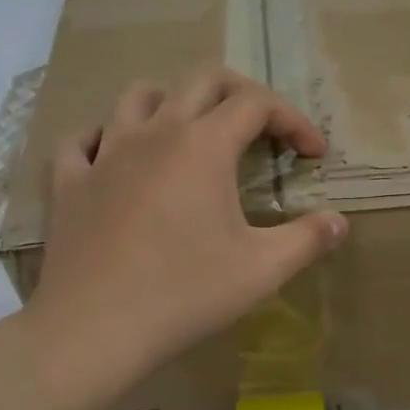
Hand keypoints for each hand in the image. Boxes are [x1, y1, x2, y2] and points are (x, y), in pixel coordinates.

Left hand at [27, 68, 348, 389]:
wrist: (95, 327)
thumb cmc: (186, 294)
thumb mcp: (262, 270)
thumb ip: (307, 239)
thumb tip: (339, 222)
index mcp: (204, 145)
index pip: (257, 103)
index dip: (293, 120)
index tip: (313, 154)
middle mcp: (155, 133)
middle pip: (201, 81)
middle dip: (241, 94)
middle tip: (262, 128)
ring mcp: (105, 153)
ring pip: (138, 96)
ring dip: (172, 101)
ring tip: (189, 132)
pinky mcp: (70, 182)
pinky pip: (82, 140)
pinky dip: (104, 138)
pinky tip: (115, 157)